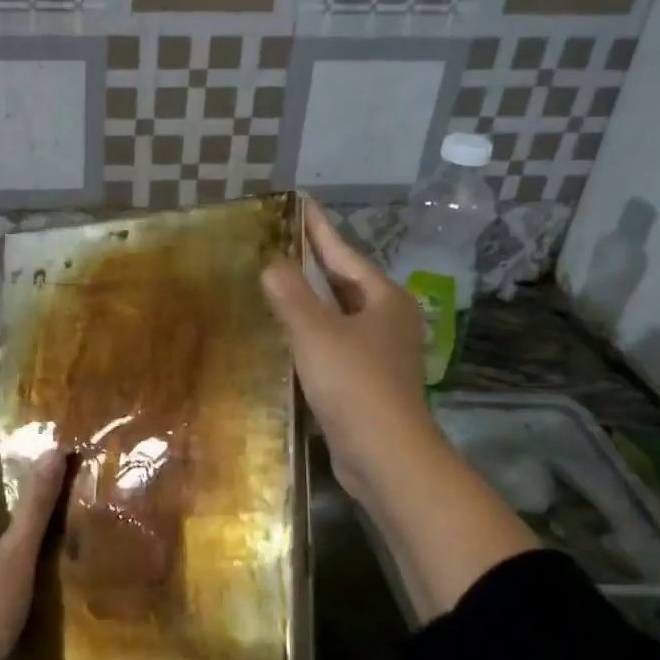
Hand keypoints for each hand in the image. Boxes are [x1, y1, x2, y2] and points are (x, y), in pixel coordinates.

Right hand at [261, 198, 439, 512]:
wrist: (386, 456)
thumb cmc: (354, 385)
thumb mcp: (316, 333)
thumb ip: (291, 295)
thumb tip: (272, 263)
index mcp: (383, 299)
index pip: (344, 253)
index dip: (319, 228)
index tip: (299, 202)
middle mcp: (387, 320)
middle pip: (345, 282)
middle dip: (314, 262)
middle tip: (279, 241)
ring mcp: (381, 352)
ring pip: (339, 314)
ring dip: (311, 299)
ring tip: (277, 282)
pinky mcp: (367, 381)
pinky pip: (334, 343)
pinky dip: (311, 332)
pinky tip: (287, 335)